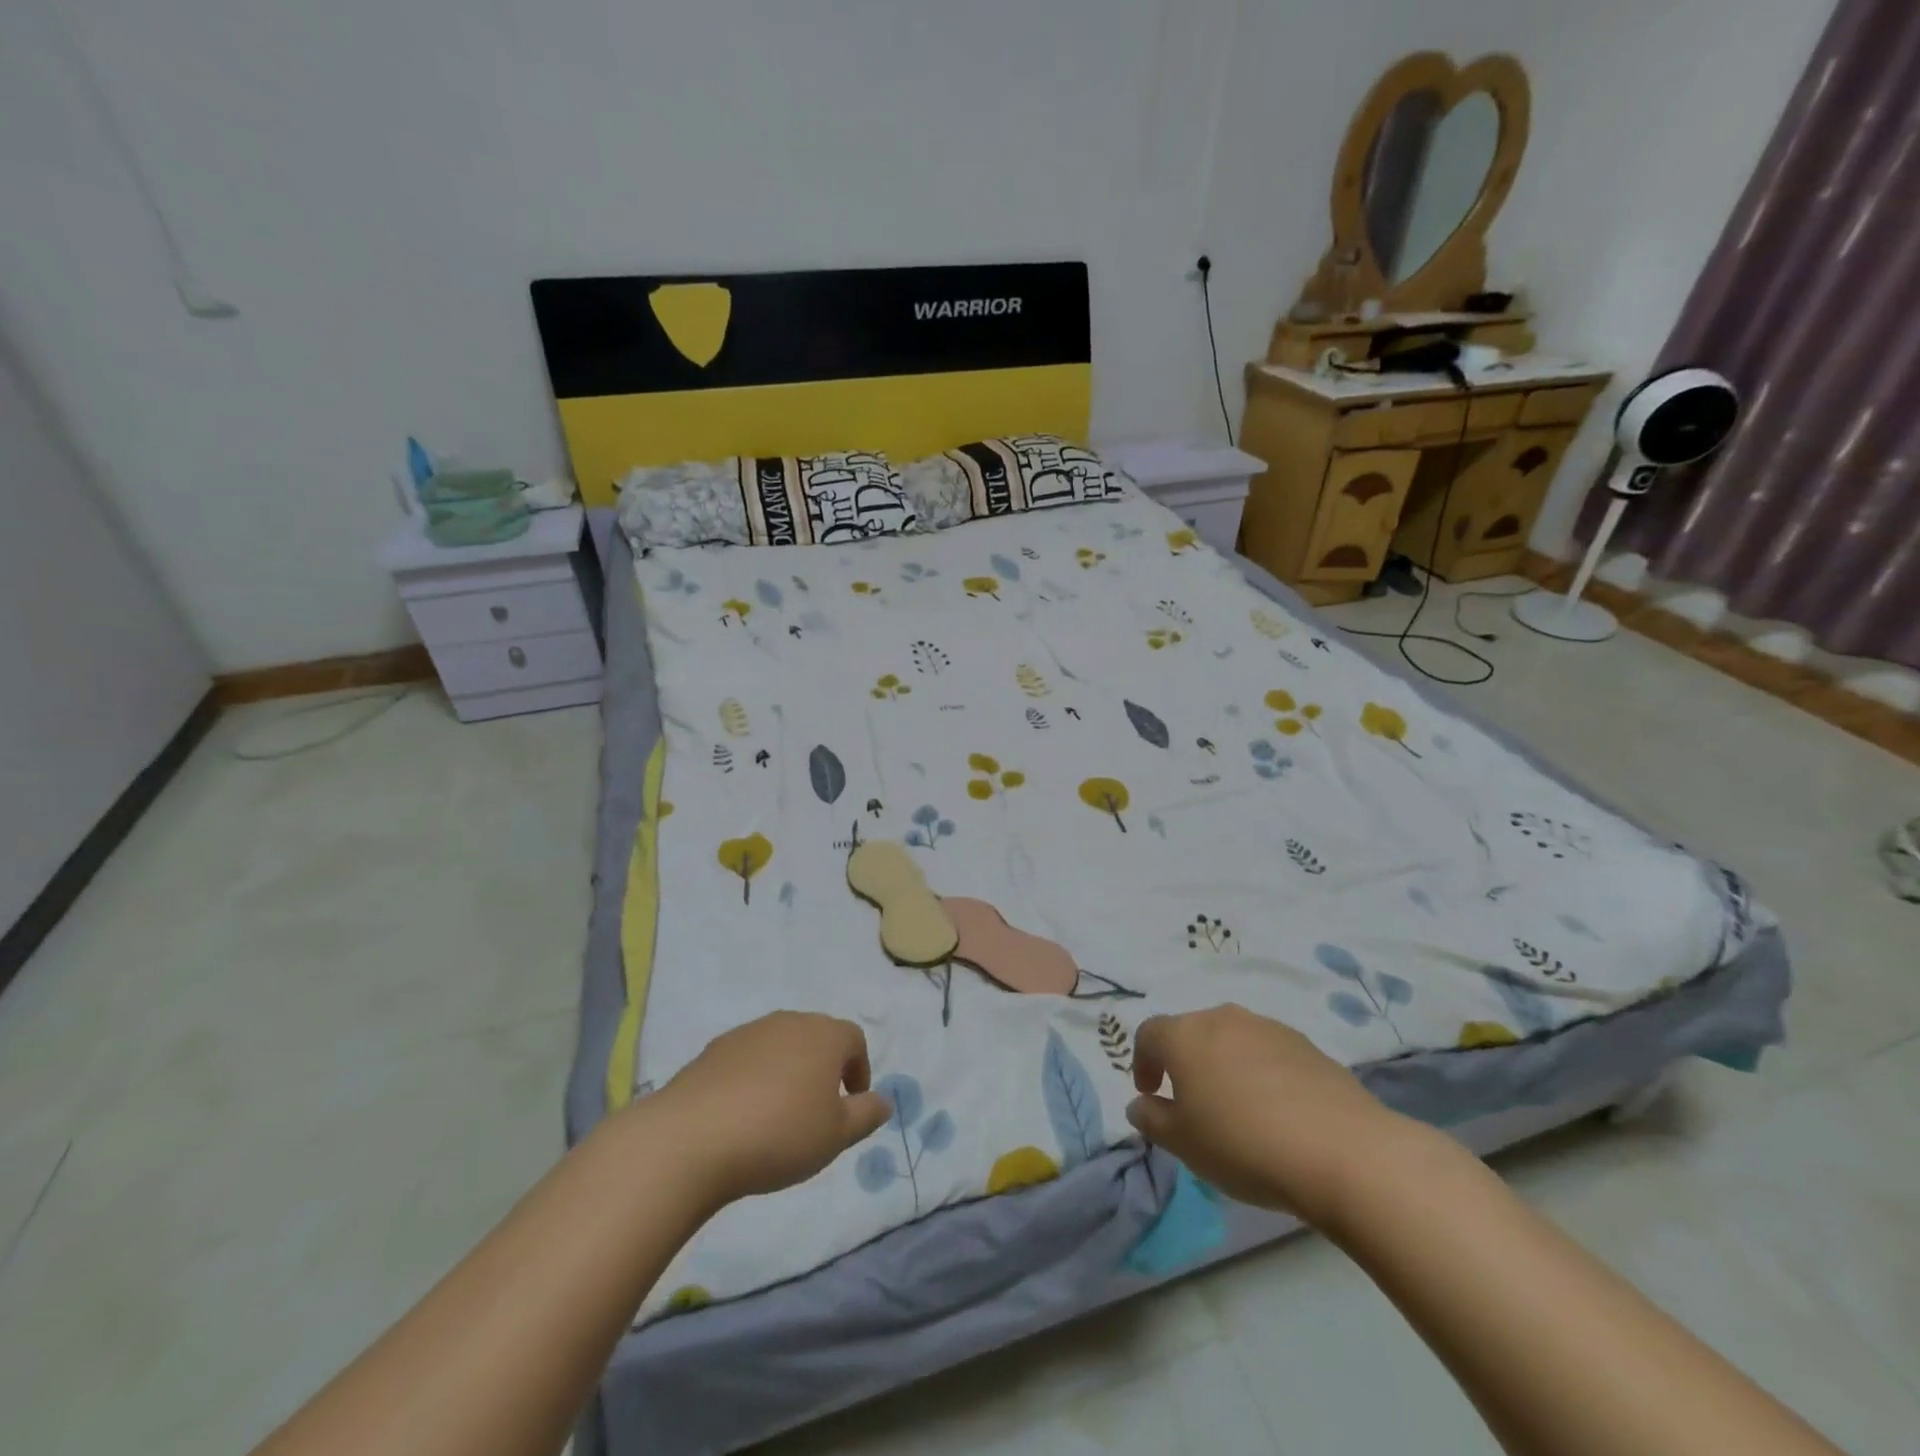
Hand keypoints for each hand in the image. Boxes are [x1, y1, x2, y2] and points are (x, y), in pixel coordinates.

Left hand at [648, 1012, 892, 1204]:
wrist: (692, 1139)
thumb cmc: (780, 1134)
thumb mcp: (836, 1135)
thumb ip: (866, 1114)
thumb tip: (884, 1100)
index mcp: (824, 1035)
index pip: (854, 1039)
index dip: (858, 1070)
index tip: (851, 1104)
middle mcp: (788, 1022)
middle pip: (816, 1038)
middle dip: (822, 1069)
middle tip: (817, 1112)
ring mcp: (748, 1032)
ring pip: (780, 1047)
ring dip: (786, 1073)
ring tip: (777, 1117)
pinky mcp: (713, 1050)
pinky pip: (746, 1060)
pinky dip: (753, 1080)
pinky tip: (742, 1117)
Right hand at [1125, 1004, 1415, 1225]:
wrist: (1343, 1151)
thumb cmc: (1244, 1145)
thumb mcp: (1183, 1144)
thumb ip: (1152, 1120)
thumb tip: (1140, 1104)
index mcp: (1185, 1035)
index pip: (1149, 1034)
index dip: (1143, 1061)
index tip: (1150, 1093)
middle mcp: (1223, 1019)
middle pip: (1192, 1032)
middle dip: (1186, 1062)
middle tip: (1192, 1102)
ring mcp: (1269, 1028)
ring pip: (1233, 1040)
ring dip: (1225, 1065)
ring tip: (1237, 1109)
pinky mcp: (1308, 1046)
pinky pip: (1269, 1054)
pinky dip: (1262, 1073)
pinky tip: (1277, 1112)